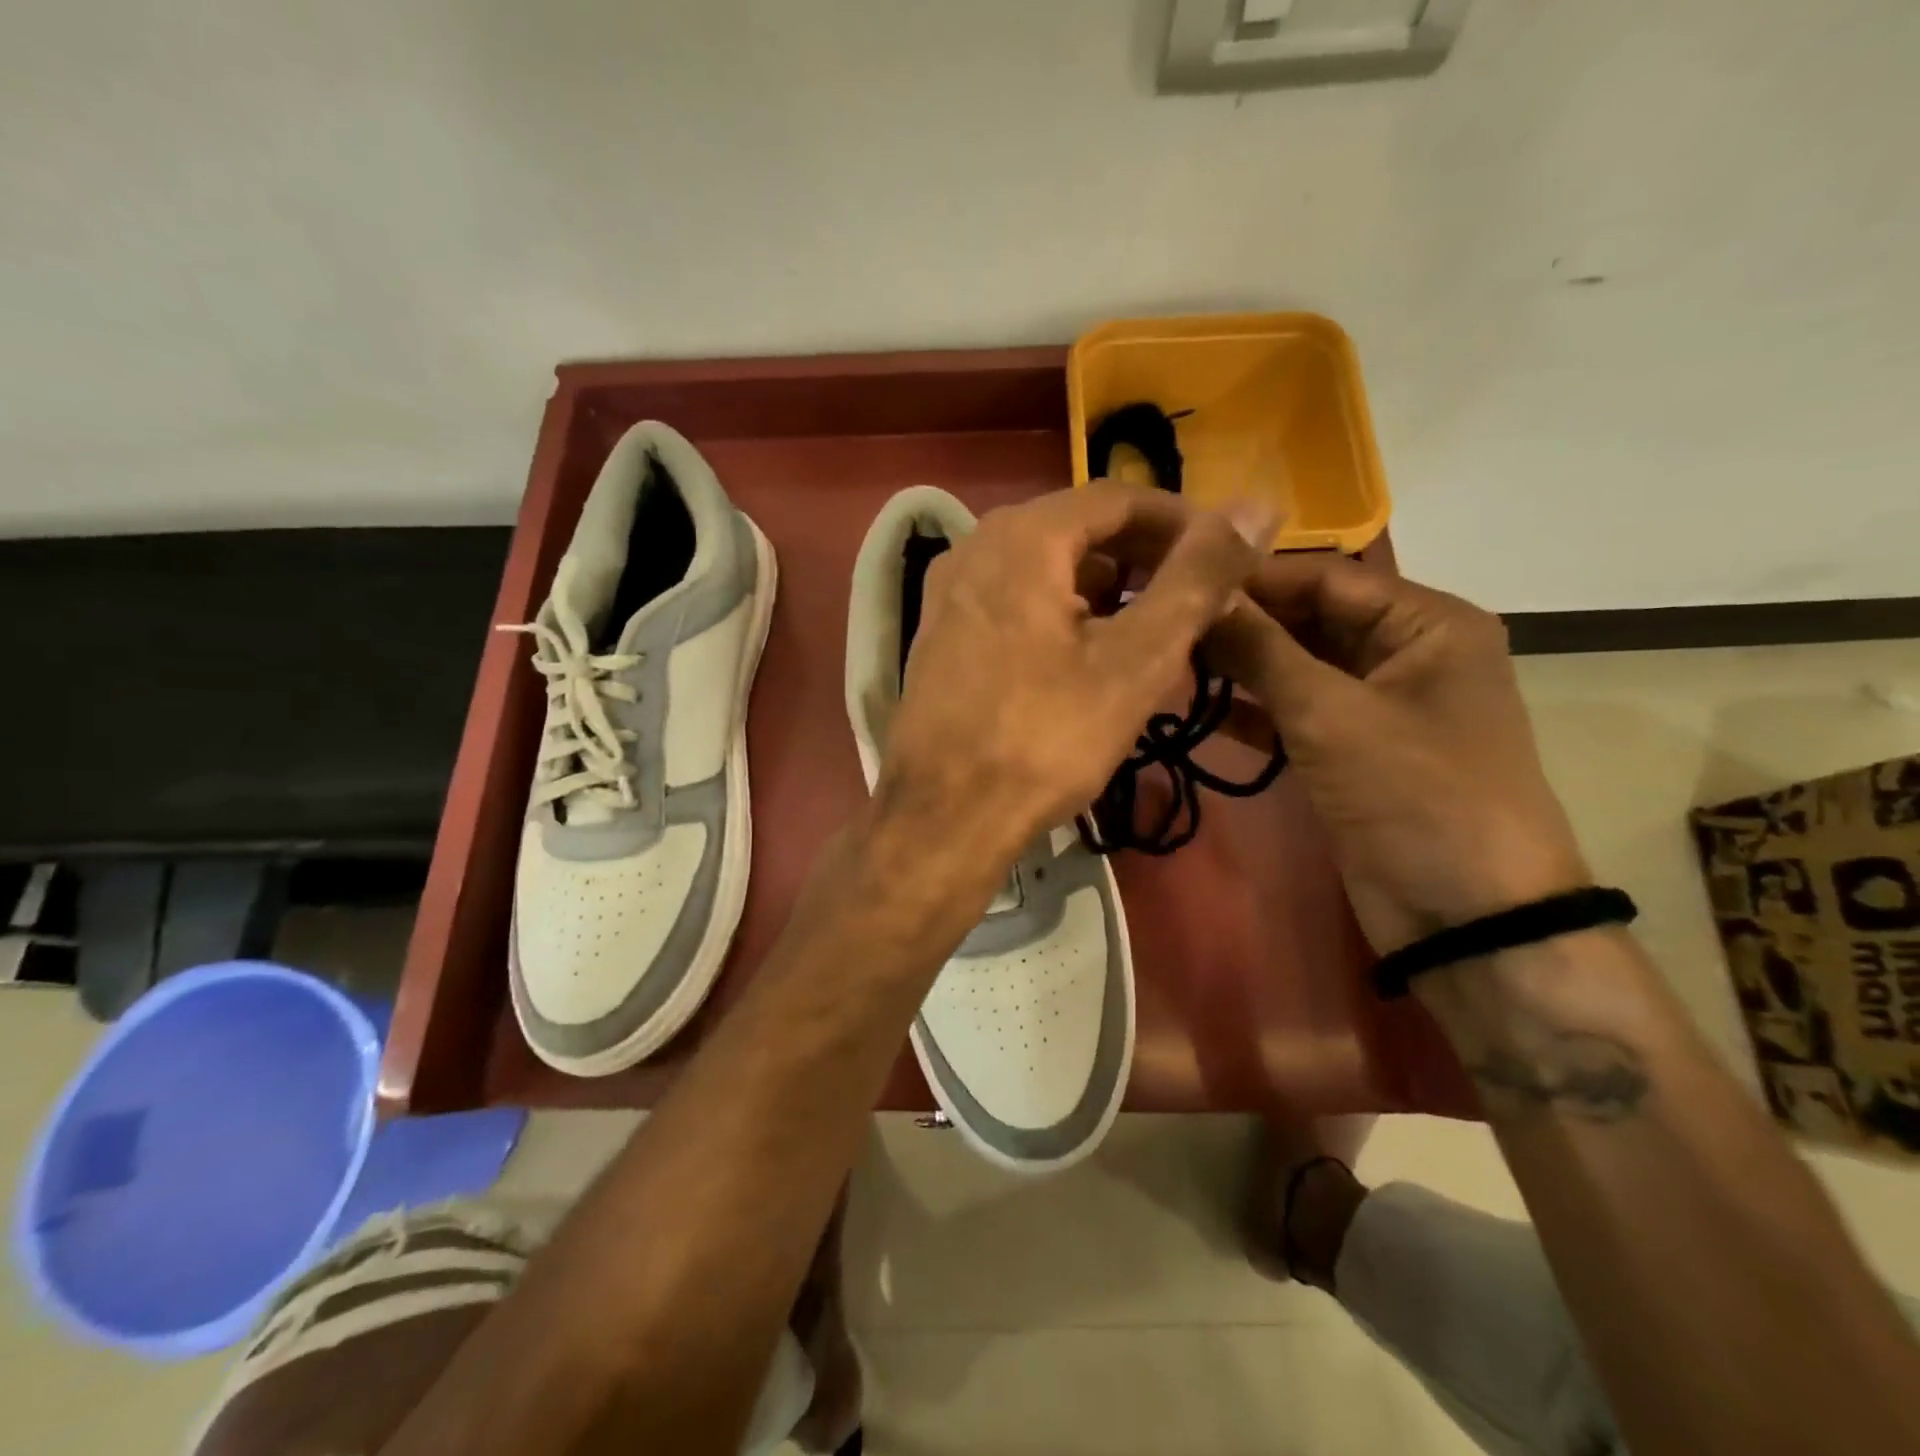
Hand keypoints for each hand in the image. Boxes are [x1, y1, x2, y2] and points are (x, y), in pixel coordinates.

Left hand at [878, 482, 1274, 864]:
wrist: (943, 817)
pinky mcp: (941, 637)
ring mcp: (949, 594)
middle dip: (1145, 561)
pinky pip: (1016, 605)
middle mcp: (975, 548)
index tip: (1228, 558)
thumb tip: (1257, 506)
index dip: (1182, 522)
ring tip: (1155, 635)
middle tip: (1198, 602)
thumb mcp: (1137, 659)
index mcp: (1021, 536)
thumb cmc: (1046, 738)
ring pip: (1046, 571)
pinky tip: (1092, 661)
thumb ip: (1197, 577)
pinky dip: (1062, 618)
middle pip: (1079, 532)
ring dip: (1106, 594)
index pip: (1119, 499)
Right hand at [1205, 556, 1588, 954]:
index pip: (1323, 578)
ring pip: (1296, 667)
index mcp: (1425, 623)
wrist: (1468, 917)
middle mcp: (1403, 652)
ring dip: (1239, 665)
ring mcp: (1375, 705)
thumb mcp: (1331, 714)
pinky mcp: (1351, 750)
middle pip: (1308, 619)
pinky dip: (1251, 710)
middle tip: (1164, 620)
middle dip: (1240, 622)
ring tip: (1167, 657)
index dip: (1250, 576)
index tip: (1176, 577)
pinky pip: (1294, 713)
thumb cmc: (1414, 795)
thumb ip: (1261, 650)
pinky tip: (1194, 705)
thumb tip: (1201, 592)